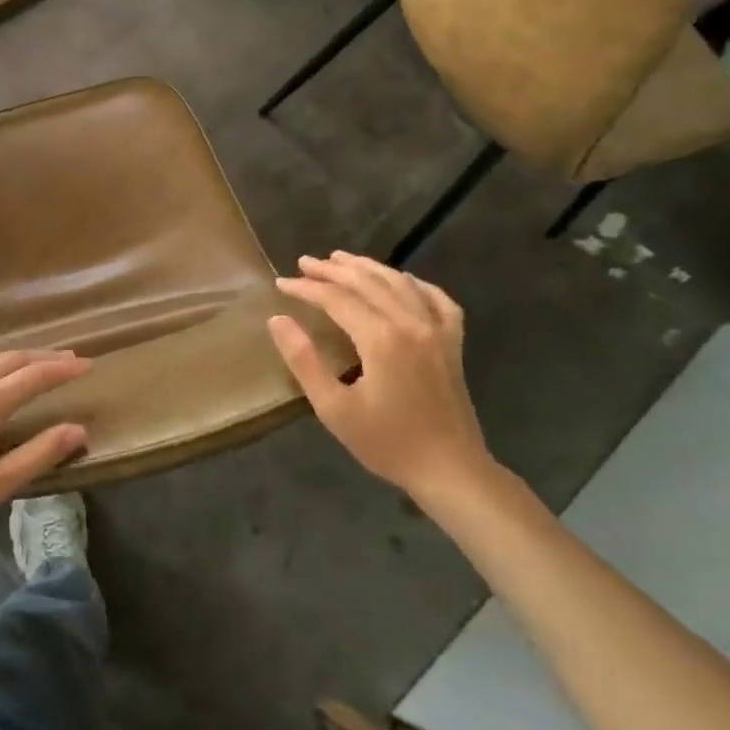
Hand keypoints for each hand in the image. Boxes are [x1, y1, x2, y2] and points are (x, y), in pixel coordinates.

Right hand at [267, 252, 492, 498]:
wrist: (449, 470)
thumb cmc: (386, 442)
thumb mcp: (334, 408)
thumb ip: (304, 360)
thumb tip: (277, 320)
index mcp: (381, 338)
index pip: (336, 298)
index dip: (306, 288)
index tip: (281, 284)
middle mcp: (411, 323)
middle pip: (367, 282)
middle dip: (332, 270)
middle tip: (304, 262)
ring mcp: (437, 330)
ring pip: (399, 283)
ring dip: (368, 267)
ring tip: (341, 259)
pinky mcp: (452, 343)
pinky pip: (437, 299)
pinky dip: (416, 284)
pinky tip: (402, 280)